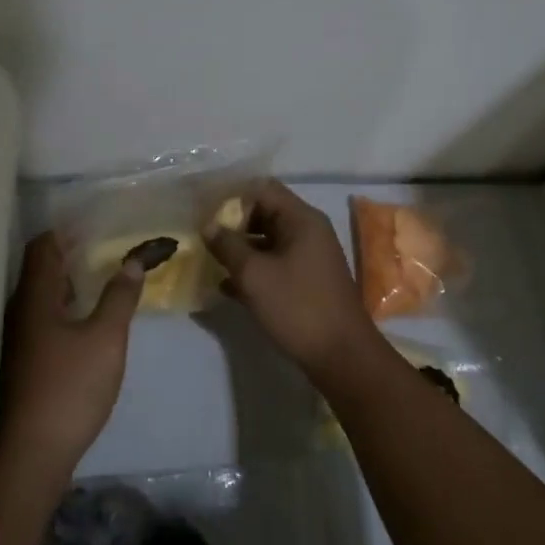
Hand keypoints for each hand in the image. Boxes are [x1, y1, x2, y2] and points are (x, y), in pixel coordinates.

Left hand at [0, 232, 142, 477]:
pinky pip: (43, 319)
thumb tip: (132, 261)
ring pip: (41, 297)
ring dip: (69, 283)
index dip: (65, 231)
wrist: (32, 455)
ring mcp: (17, 340)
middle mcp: (18, 312)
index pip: (42, 248)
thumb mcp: (106, 339)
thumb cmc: (70, 388)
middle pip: (40, 270)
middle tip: (105, 246)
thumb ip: (119, 297)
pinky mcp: (23, 363)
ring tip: (102, 277)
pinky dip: (65, 308)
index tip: (95, 223)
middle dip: (70, 255)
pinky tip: (86, 319)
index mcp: (34, 299)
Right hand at [205, 180, 381, 379]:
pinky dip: (253, 270)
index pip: (262, 189)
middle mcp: (308, 231)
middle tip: (202, 237)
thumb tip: (208, 225)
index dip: (231, 196)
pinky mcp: (307, 281)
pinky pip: (275, 264)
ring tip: (208, 260)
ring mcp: (310, 257)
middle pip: (265, 213)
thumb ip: (228, 245)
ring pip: (268, 241)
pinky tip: (226, 287)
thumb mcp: (254, 274)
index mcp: (301, 219)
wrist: (342, 355)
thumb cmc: (298, 306)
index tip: (204, 211)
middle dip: (233, 224)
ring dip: (240, 249)